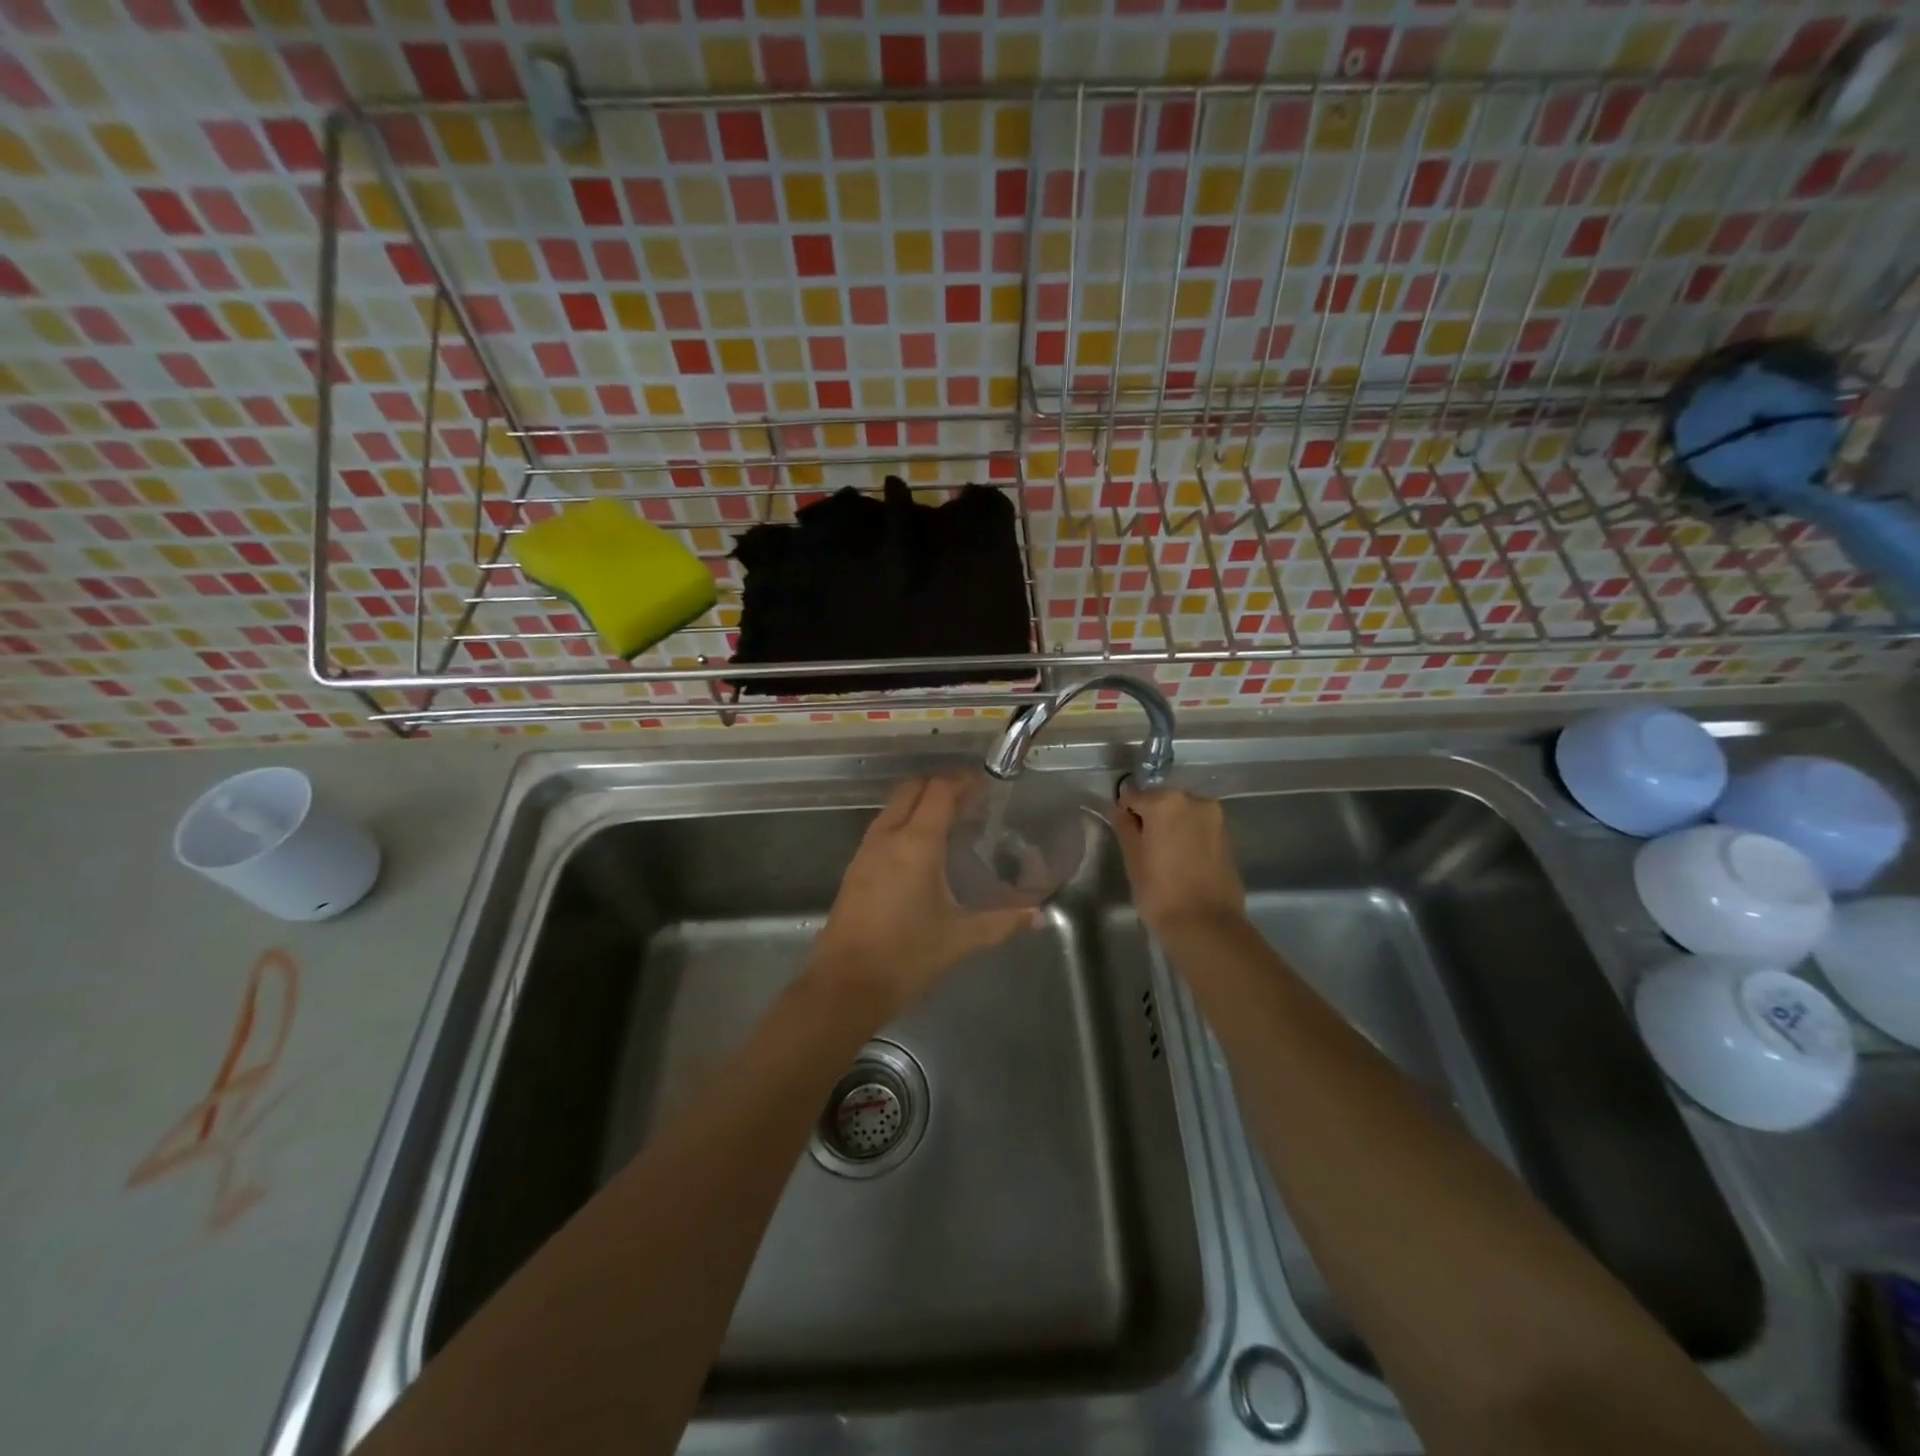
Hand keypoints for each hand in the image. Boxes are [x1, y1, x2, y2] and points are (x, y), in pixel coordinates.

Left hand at [810, 775, 1039, 1020]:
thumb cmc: (906, 957)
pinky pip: (882, 827)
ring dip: (919, 802)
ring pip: (893, 806)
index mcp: (916, 844)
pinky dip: (904, 821)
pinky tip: (922, 848)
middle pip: (912, 789)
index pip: (938, 791)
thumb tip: (1038, 917)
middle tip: (969, 798)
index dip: (962, 782)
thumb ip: (1002, 922)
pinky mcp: (855, 868)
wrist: (845, 986)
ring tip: (949, 819)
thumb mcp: (960, 938)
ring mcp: (866, 851)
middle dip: (939, 784)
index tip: (984, 785)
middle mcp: (888, 836)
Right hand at [1112, 785, 1247, 938]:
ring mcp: (1216, 818)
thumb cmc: (1159, 891)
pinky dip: (1188, 837)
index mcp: (1166, 801)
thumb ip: (1125, 826)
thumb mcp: (1133, 857)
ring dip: (1171, 827)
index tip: (1124, 835)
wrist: (1206, 925)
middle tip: (1143, 849)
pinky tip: (1182, 862)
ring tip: (1163, 858)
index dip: (1125, 814)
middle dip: (1151, 818)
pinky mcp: (1228, 837)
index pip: (1134, 797)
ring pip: (1182, 815)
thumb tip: (1119, 808)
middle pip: (1162, 802)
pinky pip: (1199, 828)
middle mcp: (1195, 801)